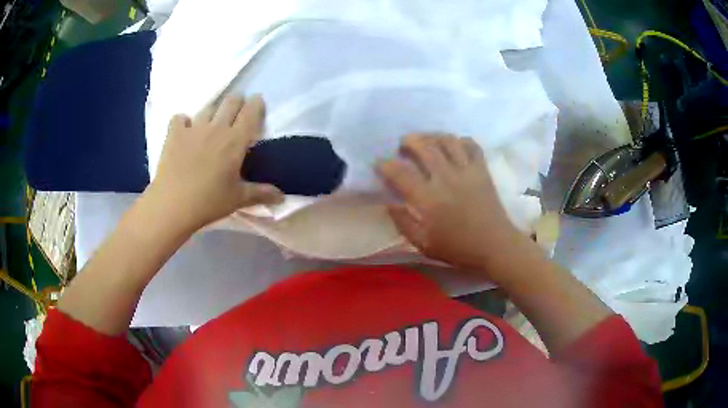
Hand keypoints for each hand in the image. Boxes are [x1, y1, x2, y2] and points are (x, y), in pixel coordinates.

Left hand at [148, 95, 283, 231]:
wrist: (173, 205)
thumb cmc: (209, 202)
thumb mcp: (238, 198)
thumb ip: (261, 193)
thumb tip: (282, 197)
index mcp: (235, 140)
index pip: (251, 112)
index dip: (256, 103)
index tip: (257, 101)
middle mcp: (216, 128)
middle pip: (230, 102)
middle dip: (237, 100)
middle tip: (237, 108)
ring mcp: (193, 128)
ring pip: (208, 108)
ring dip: (213, 111)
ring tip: (213, 121)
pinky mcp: (174, 134)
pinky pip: (180, 118)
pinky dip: (183, 121)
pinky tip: (184, 130)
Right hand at [377, 134, 526, 273]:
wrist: (494, 246)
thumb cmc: (458, 248)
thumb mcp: (424, 244)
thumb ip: (403, 223)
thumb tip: (389, 204)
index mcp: (428, 199)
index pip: (400, 173)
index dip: (385, 165)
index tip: (379, 164)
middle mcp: (446, 178)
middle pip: (424, 146)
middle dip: (409, 141)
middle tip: (403, 146)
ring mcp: (467, 171)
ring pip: (447, 141)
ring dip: (432, 136)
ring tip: (426, 142)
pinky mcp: (482, 170)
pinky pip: (471, 145)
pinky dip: (460, 141)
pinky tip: (453, 146)